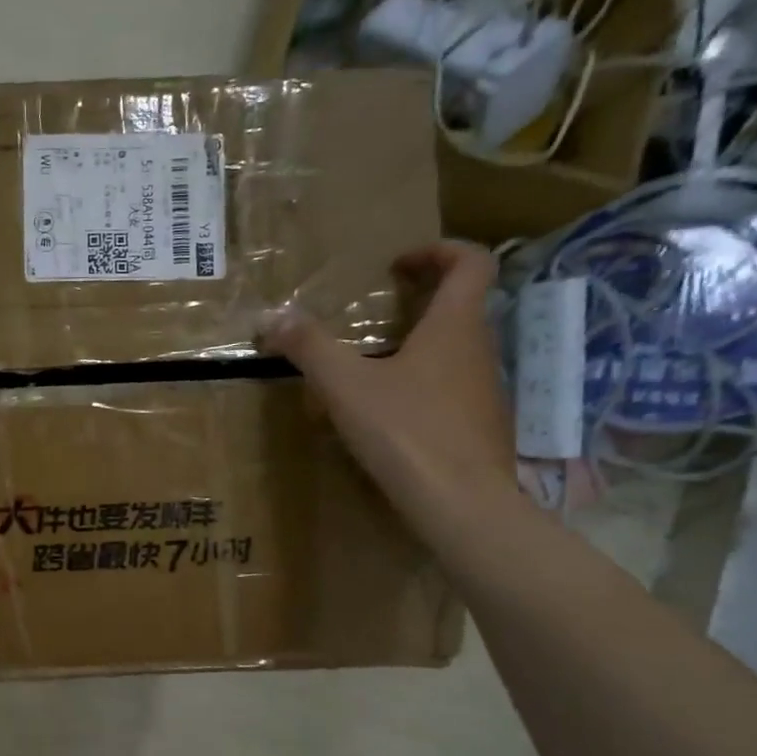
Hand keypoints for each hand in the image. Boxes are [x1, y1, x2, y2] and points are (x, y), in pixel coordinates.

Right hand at [261, 241, 514, 534]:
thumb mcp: (345, 386)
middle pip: (462, 306)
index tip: (398, 264)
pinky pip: (453, 388)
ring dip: (421, 343)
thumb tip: (271, 317)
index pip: (471, 263)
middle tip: (377, 311)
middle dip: (422, 299)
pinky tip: (389, 414)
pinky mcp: (480, 426)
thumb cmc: (406, 432)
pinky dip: (424, 383)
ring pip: (456, 350)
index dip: (438, 251)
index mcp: (455, 326)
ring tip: (374, 364)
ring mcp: (485, 390)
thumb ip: (309, 348)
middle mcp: (479, 350)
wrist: (461, 504)